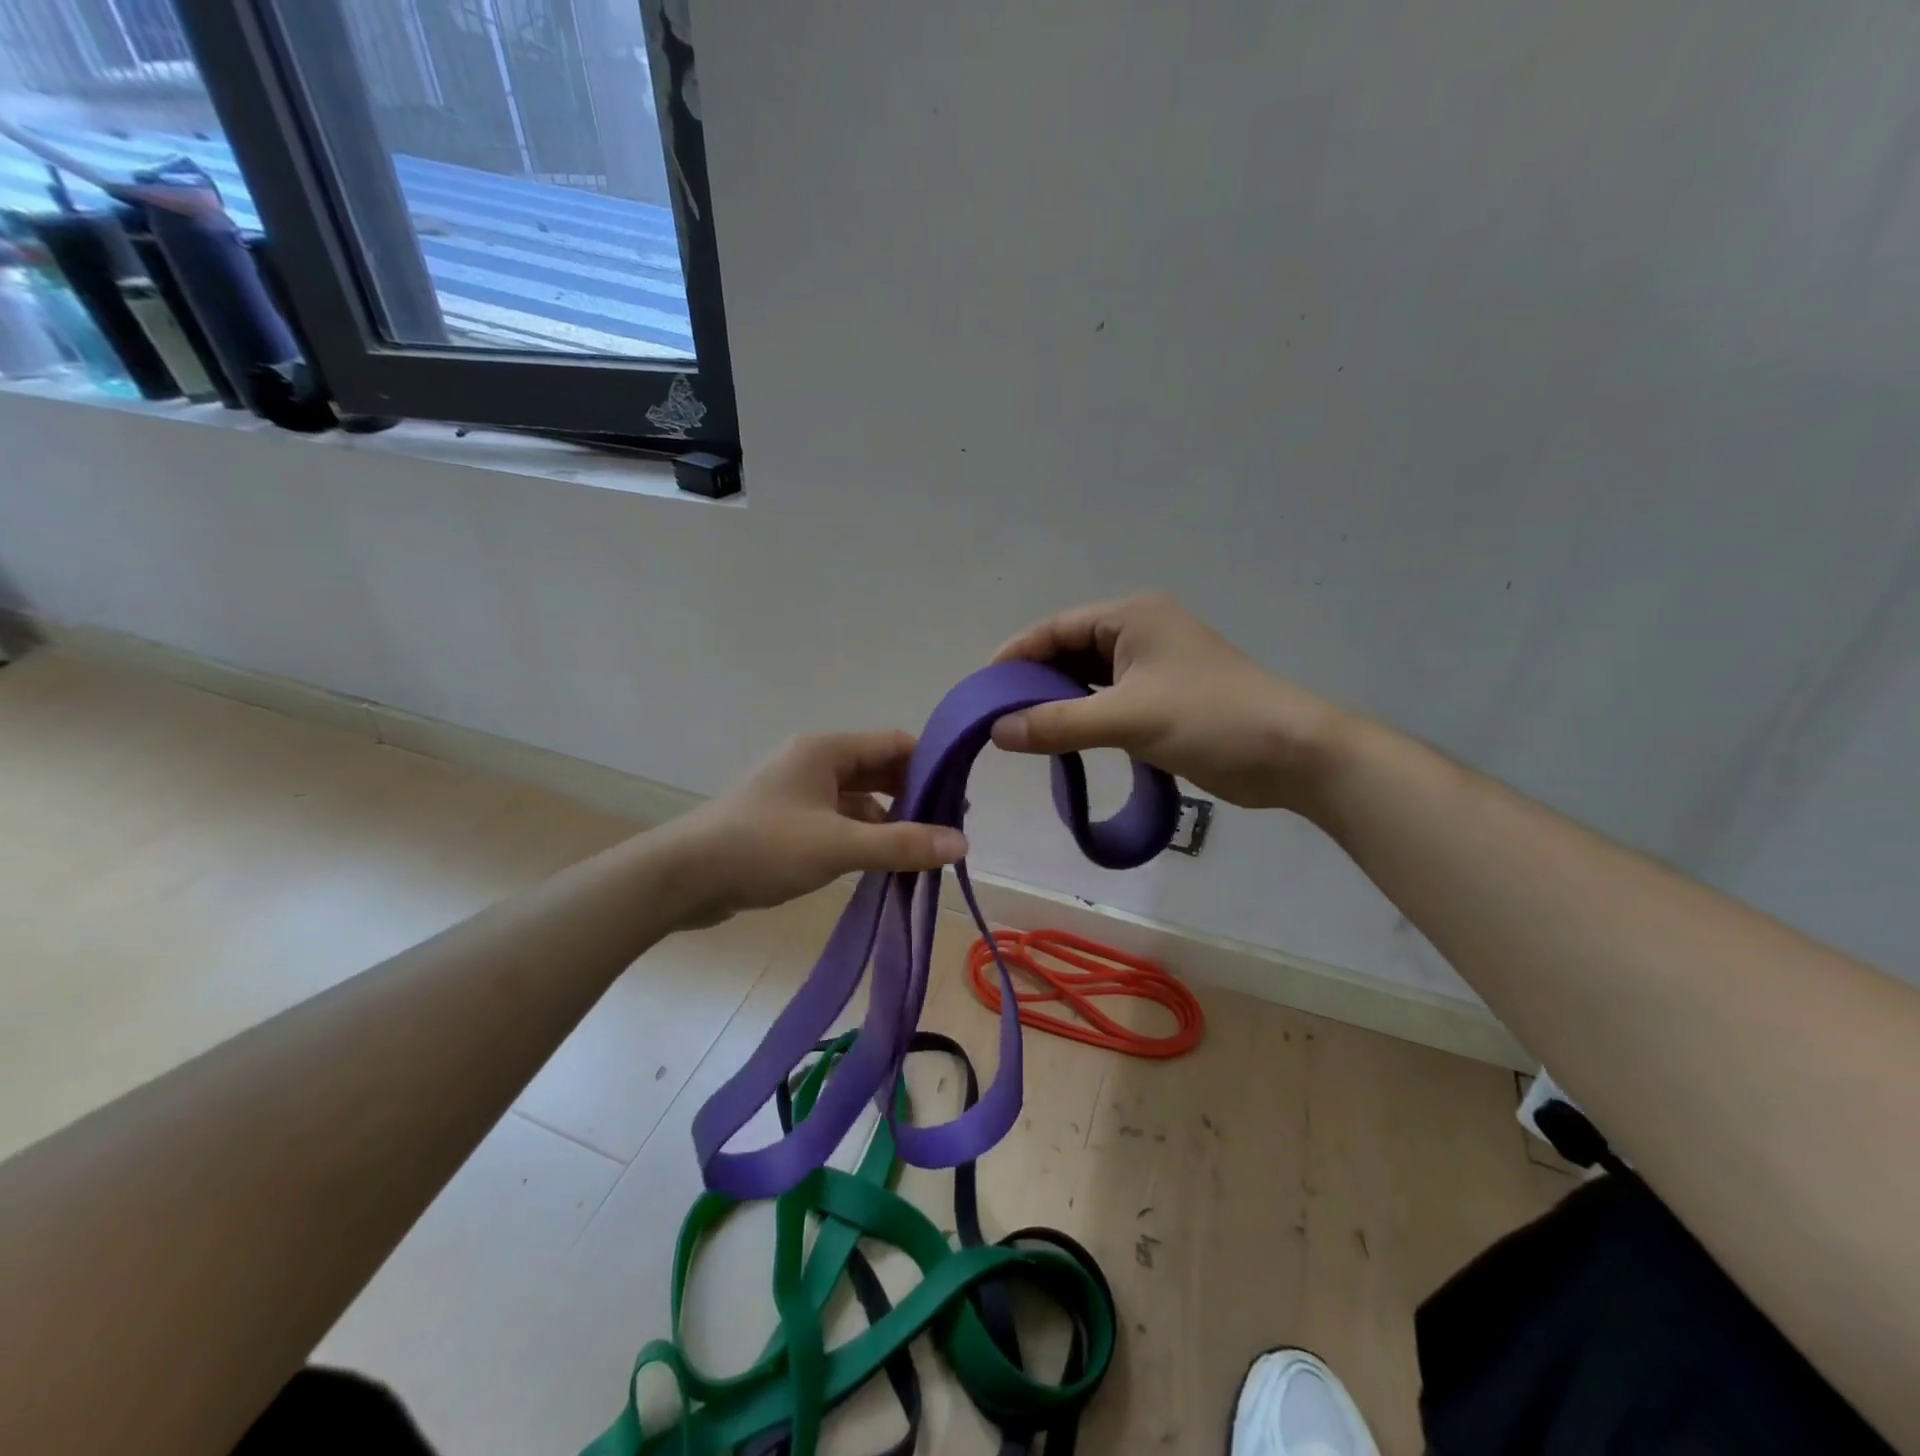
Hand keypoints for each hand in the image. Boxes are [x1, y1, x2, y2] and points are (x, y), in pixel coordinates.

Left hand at [661, 731, 966, 929]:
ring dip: (888, 822)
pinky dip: (862, 838)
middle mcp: (814, 763)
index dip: (931, 765)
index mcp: (826, 750)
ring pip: (858, 800)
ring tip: (920, 853)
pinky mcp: (786, 822)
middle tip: (946, 829)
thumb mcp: (838, 845)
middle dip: (913, 797)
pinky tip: (880, 864)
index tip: (960, 798)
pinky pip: (837, 821)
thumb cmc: (763, 848)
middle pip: (878, 770)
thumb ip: (902, 844)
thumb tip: (961, 843)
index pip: (895, 743)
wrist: (683, 878)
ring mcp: (797, 793)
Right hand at [989, 594, 1349, 811]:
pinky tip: (1062, 737)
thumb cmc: (1210, 719)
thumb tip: (997, 731)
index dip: (1016, 656)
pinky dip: (1083, 715)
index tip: (982, 690)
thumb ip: (1059, 723)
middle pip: (1069, 650)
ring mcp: (1153, 665)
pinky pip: (1108, 699)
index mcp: (1131, 616)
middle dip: (1033, 680)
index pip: (1056, 628)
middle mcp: (1139, 631)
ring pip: (1088, 678)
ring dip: (1058, 700)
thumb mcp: (1128, 718)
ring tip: (1021, 729)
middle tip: (997, 716)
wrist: (1291, 753)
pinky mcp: (1163, 697)